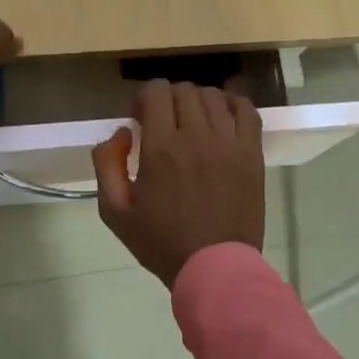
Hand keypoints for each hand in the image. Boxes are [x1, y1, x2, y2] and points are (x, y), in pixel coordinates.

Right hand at [92, 80, 264, 287]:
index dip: (144, 97)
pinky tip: (224, 116)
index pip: (155, 91)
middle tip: (164, 122)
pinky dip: (234, 104)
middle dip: (168, 99)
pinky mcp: (252, 155)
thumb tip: (121, 133)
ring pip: (214, 96)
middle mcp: (196, 136)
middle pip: (184, 90)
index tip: (140, 118)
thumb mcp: (115, 211)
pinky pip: (247, 111)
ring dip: (198, 101)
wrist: (214, 268)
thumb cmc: (161, 243)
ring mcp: (228, 144)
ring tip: (194, 122)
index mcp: (161, 148)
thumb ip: (107, 164)